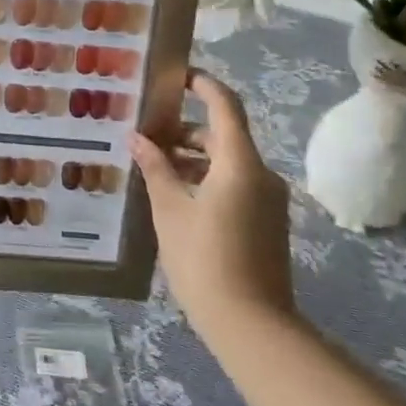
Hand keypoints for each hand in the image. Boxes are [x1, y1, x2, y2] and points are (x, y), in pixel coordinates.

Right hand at [130, 70, 296, 347]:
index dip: (202, 85)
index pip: (224, 105)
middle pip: (222, 135)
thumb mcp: (170, 210)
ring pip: (227, 162)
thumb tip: (137, 138)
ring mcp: (268, 201)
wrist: (254, 328)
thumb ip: (155, 168)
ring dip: (193, 158)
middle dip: (184, 131)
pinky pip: (235, 184)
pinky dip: (207, 179)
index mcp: (239, 163)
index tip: (175, 77)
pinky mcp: (267, 222)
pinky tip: (176, 196)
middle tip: (146, 133)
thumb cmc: (205, 260)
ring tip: (153, 167)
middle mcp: (261, 174)